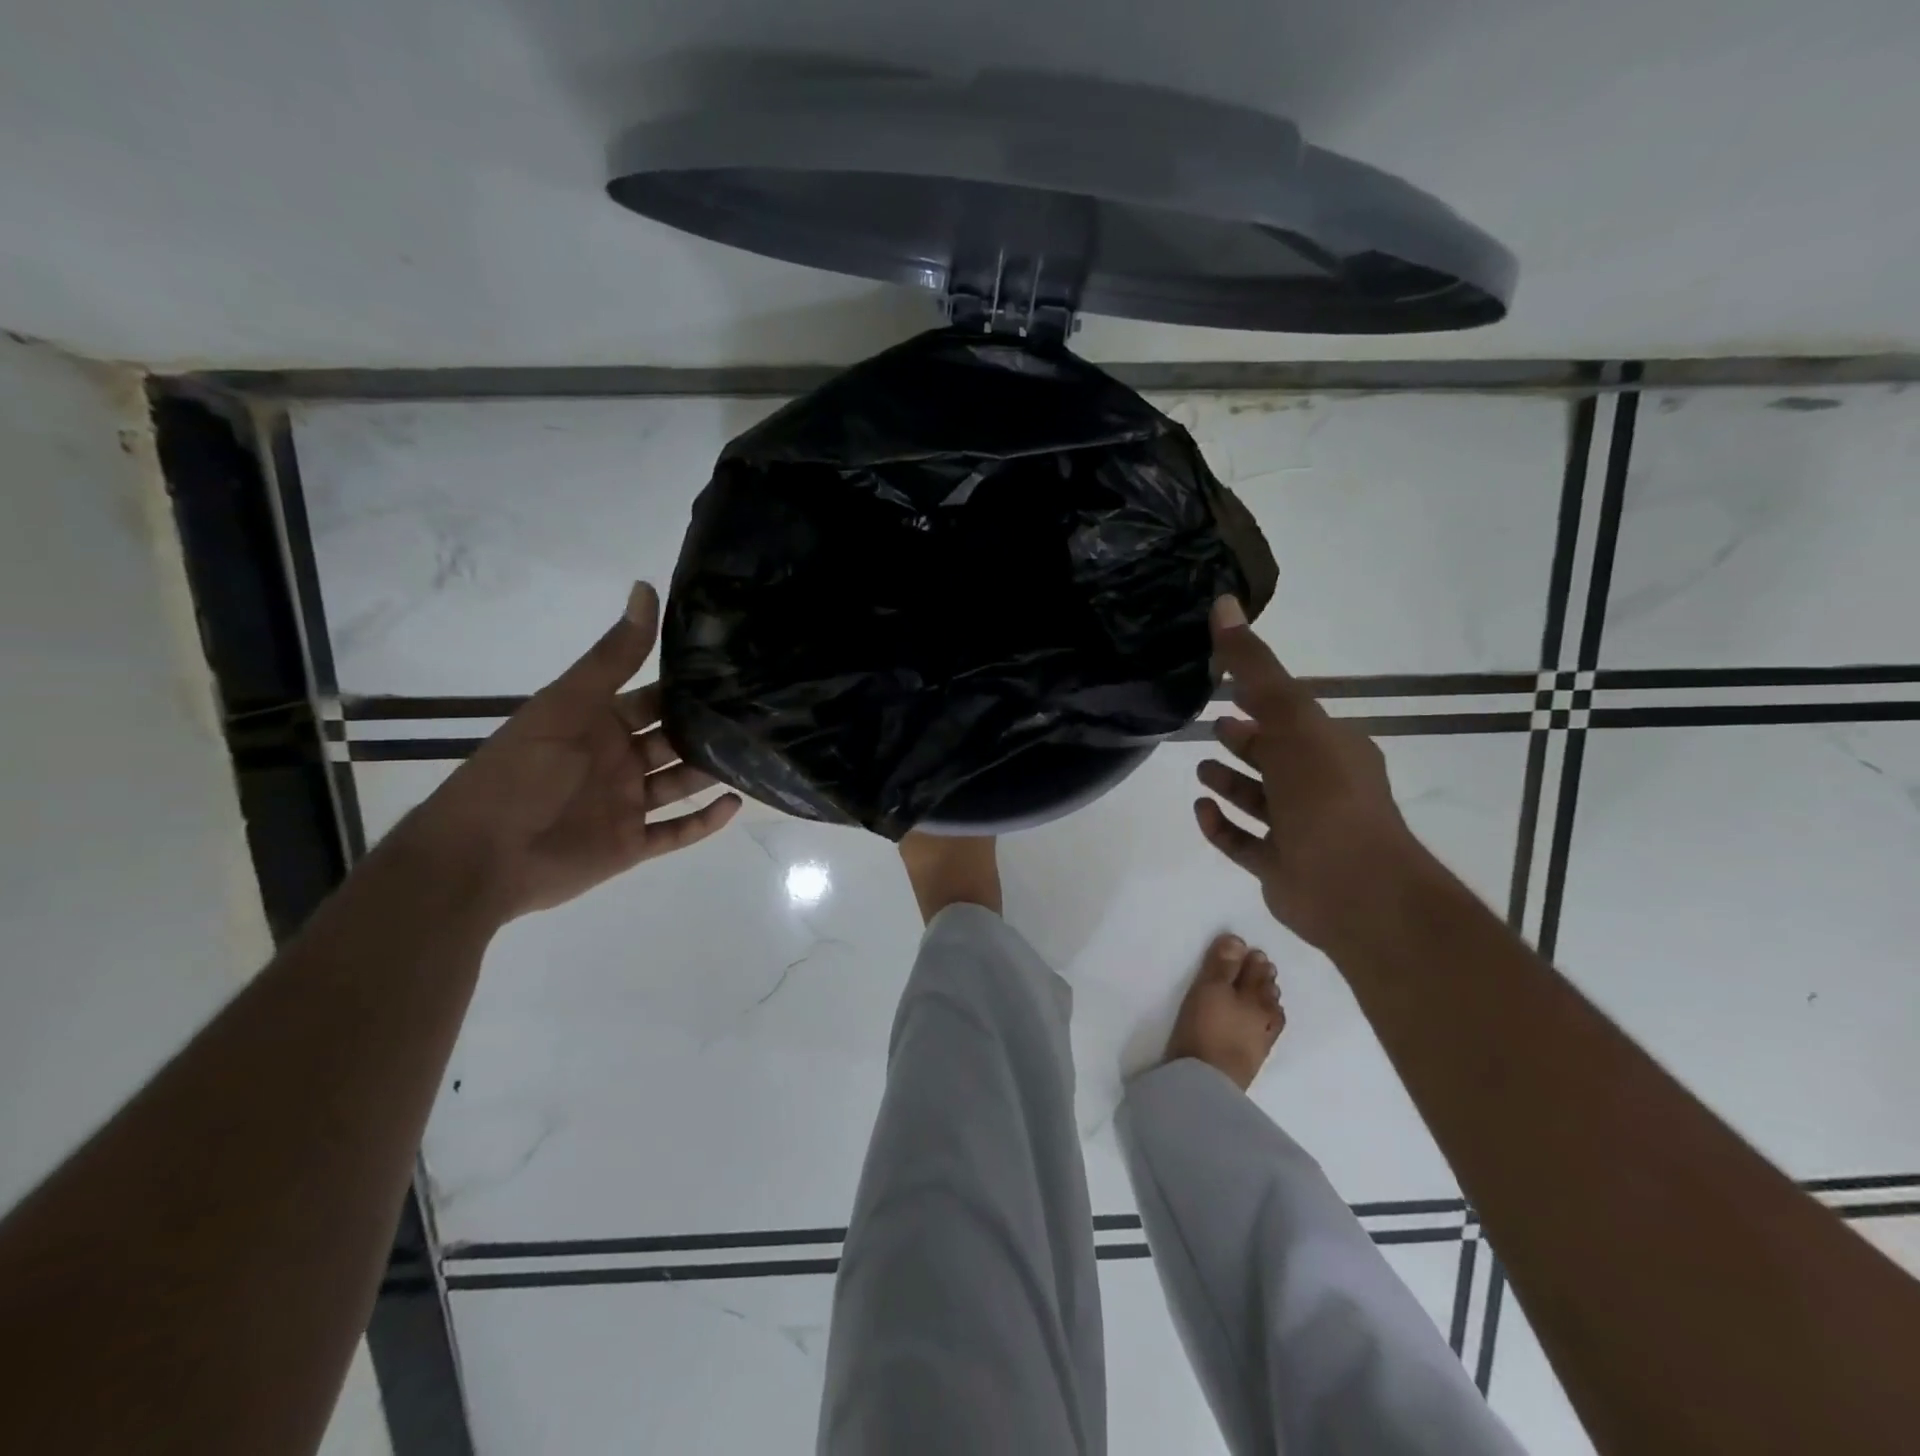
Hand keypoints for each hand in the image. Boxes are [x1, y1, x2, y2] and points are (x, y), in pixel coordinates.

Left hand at [398, 582, 740, 921]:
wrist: (481, 857)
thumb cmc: (521, 773)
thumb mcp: (567, 705)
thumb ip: (612, 656)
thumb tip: (645, 588)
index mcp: (597, 723)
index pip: (653, 699)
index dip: (687, 686)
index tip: (734, 670)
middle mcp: (617, 760)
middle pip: (673, 740)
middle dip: (707, 729)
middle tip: (761, 714)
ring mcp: (626, 803)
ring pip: (680, 782)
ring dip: (712, 770)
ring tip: (758, 754)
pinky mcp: (631, 844)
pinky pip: (677, 831)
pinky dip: (705, 820)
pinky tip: (736, 803)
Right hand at [1164, 933, 1284, 1091]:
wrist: (1208, 1082)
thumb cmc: (1206, 1027)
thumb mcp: (1209, 989)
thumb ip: (1223, 964)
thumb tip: (1239, 940)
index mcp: (1254, 995)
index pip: (1255, 971)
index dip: (1252, 959)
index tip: (1252, 950)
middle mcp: (1264, 1014)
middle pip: (1265, 990)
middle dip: (1263, 977)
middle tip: (1261, 965)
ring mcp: (1262, 1038)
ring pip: (1270, 1011)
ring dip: (1267, 996)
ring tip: (1264, 989)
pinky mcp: (1255, 1058)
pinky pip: (1267, 1030)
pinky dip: (1267, 1019)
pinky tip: (1263, 1021)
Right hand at [1193, 596, 1422, 950]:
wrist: (1354, 887)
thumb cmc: (1325, 793)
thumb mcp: (1289, 717)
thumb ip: (1254, 666)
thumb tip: (1223, 603)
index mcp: (1333, 748)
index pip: (1292, 716)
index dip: (1261, 700)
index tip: (1224, 686)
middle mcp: (1320, 786)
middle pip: (1276, 757)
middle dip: (1246, 741)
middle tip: (1212, 727)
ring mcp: (1301, 830)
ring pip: (1260, 800)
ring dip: (1232, 783)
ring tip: (1200, 769)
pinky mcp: (1281, 867)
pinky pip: (1245, 843)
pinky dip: (1222, 826)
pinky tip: (1200, 809)